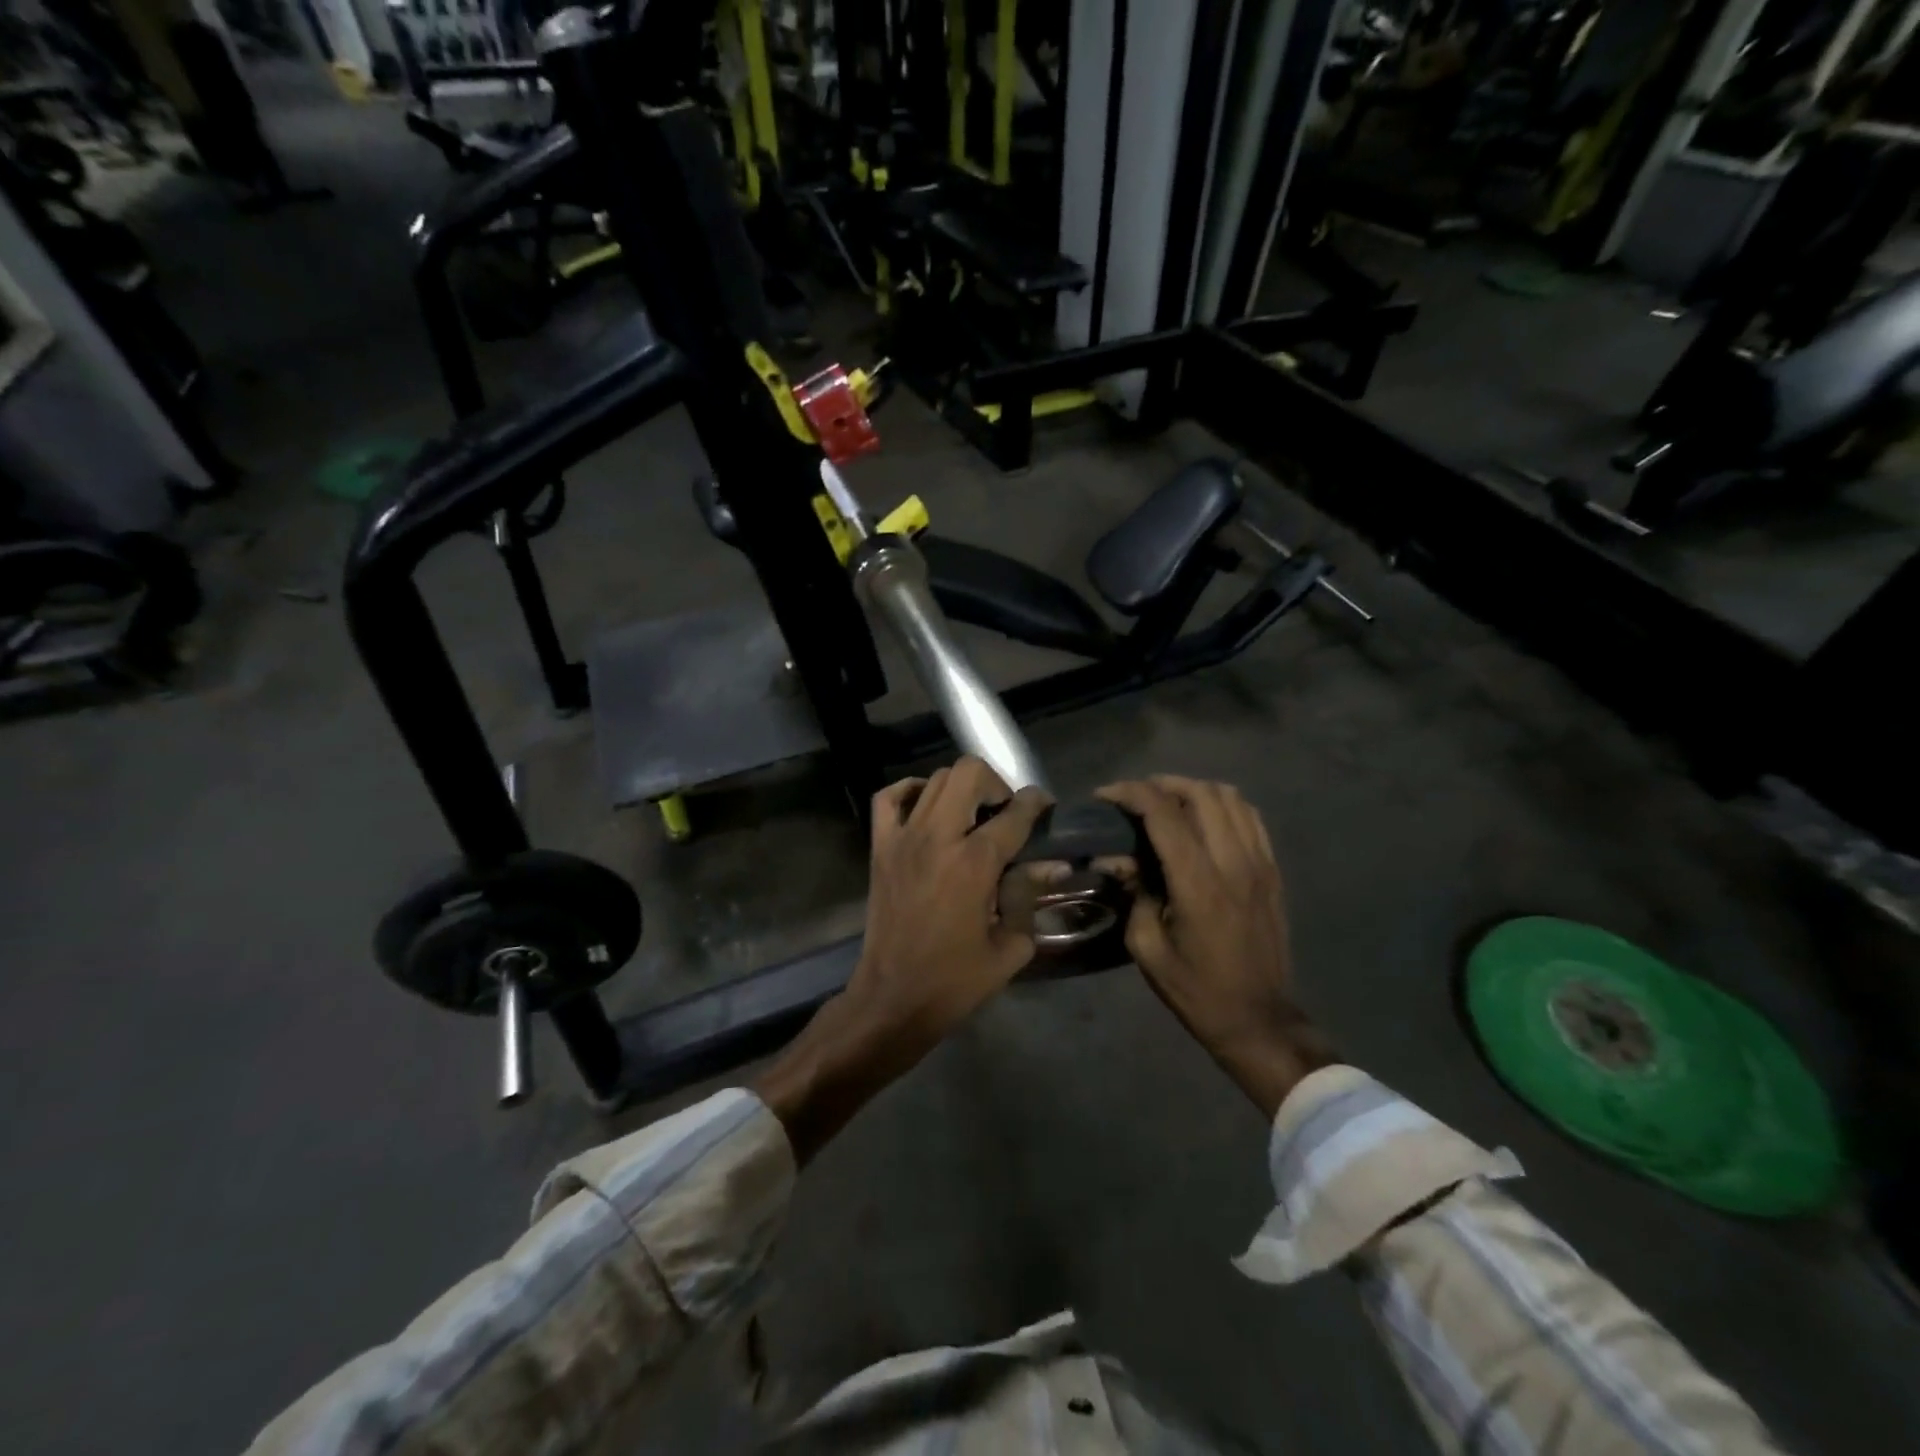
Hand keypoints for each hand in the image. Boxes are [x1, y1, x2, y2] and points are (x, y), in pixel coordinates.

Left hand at [755, 759, 1050, 1161]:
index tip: (1045, 808)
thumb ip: (1029, 896)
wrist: (893, 998)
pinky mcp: (880, 847)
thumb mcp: (1010, 946)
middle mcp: (938, 837)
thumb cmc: (955, 980)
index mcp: (974, 862)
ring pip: (935, 778)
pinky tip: (928, 807)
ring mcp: (903, 838)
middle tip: (1004, 813)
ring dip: (961, 789)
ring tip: (972, 816)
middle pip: (969, 773)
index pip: (1015, 812)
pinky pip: (889, 797)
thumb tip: (1051, 865)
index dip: (1037, 804)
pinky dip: (911, 791)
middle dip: (996, 784)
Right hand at [1097, 777, 1334, 1116]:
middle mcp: (1234, 863)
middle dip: (1161, 785)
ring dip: (1193, 790)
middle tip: (1134, 799)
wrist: (1257, 1018)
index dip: (1131, 793)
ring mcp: (1260, 863)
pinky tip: (1202, 819)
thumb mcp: (1148, 948)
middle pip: (1201, 793)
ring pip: (1230, 797)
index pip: (1165, 814)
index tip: (1106, 796)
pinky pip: (1251, 817)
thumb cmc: (1196, 989)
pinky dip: (1222, 805)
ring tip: (1167, 803)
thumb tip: (1118, 857)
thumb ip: (1134, 892)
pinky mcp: (1273, 870)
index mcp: (1199, 884)